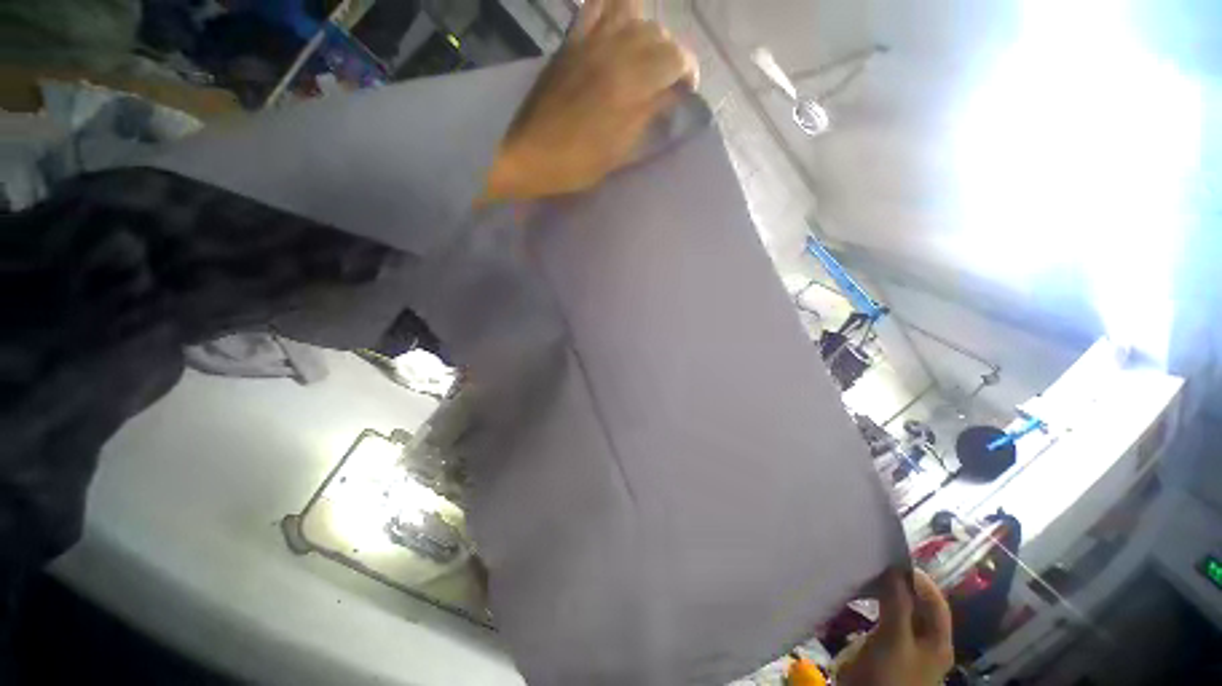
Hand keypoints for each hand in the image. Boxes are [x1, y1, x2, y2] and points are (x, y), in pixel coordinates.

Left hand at [484, 0, 697, 200]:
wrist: (528, 152)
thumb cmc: (576, 164)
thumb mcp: (619, 152)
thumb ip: (648, 117)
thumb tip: (672, 96)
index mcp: (630, 86)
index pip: (676, 59)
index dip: (688, 72)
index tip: (684, 93)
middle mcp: (615, 52)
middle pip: (659, 34)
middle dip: (671, 55)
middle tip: (666, 81)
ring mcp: (590, 41)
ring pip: (633, 12)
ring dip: (647, 31)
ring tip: (644, 54)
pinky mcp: (571, 40)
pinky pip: (596, 4)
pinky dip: (614, 8)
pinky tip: (618, 27)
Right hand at [836, 570, 953, 685]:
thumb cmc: (889, 674)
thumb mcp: (894, 638)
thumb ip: (897, 603)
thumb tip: (895, 568)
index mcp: (938, 640)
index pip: (935, 601)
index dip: (918, 579)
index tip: (892, 560)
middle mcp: (925, 641)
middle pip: (918, 605)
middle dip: (900, 585)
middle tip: (876, 566)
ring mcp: (904, 646)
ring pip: (899, 611)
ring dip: (885, 594)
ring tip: (866, 577)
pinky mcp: (884, 649)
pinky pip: (883, 620)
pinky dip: (874, 606)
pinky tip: (860, 598)